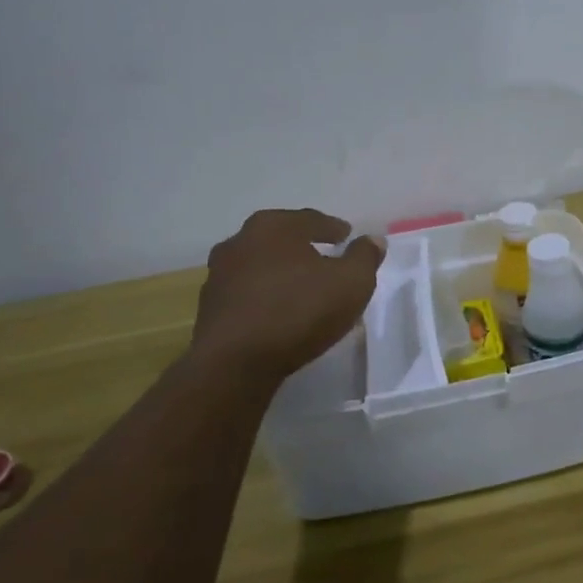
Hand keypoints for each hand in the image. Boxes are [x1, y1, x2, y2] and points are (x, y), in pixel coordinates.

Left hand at [192, 209, 384, 381]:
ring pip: (261, 266)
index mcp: (273, 227)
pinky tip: (280, 312)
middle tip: (325, 258)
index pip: (310, 220)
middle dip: (303, 247)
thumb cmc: (299, 311)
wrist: (235, 362)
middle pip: (281, 239)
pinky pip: (248, 294)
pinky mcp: (209, 308)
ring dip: (281, 273)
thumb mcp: (351, 283)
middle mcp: (240, 241)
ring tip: (303, 289)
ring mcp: (219, 275)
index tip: (345, 236)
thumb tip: (372, 240)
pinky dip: (265, 297)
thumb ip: (364, 257)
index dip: (332, 228)